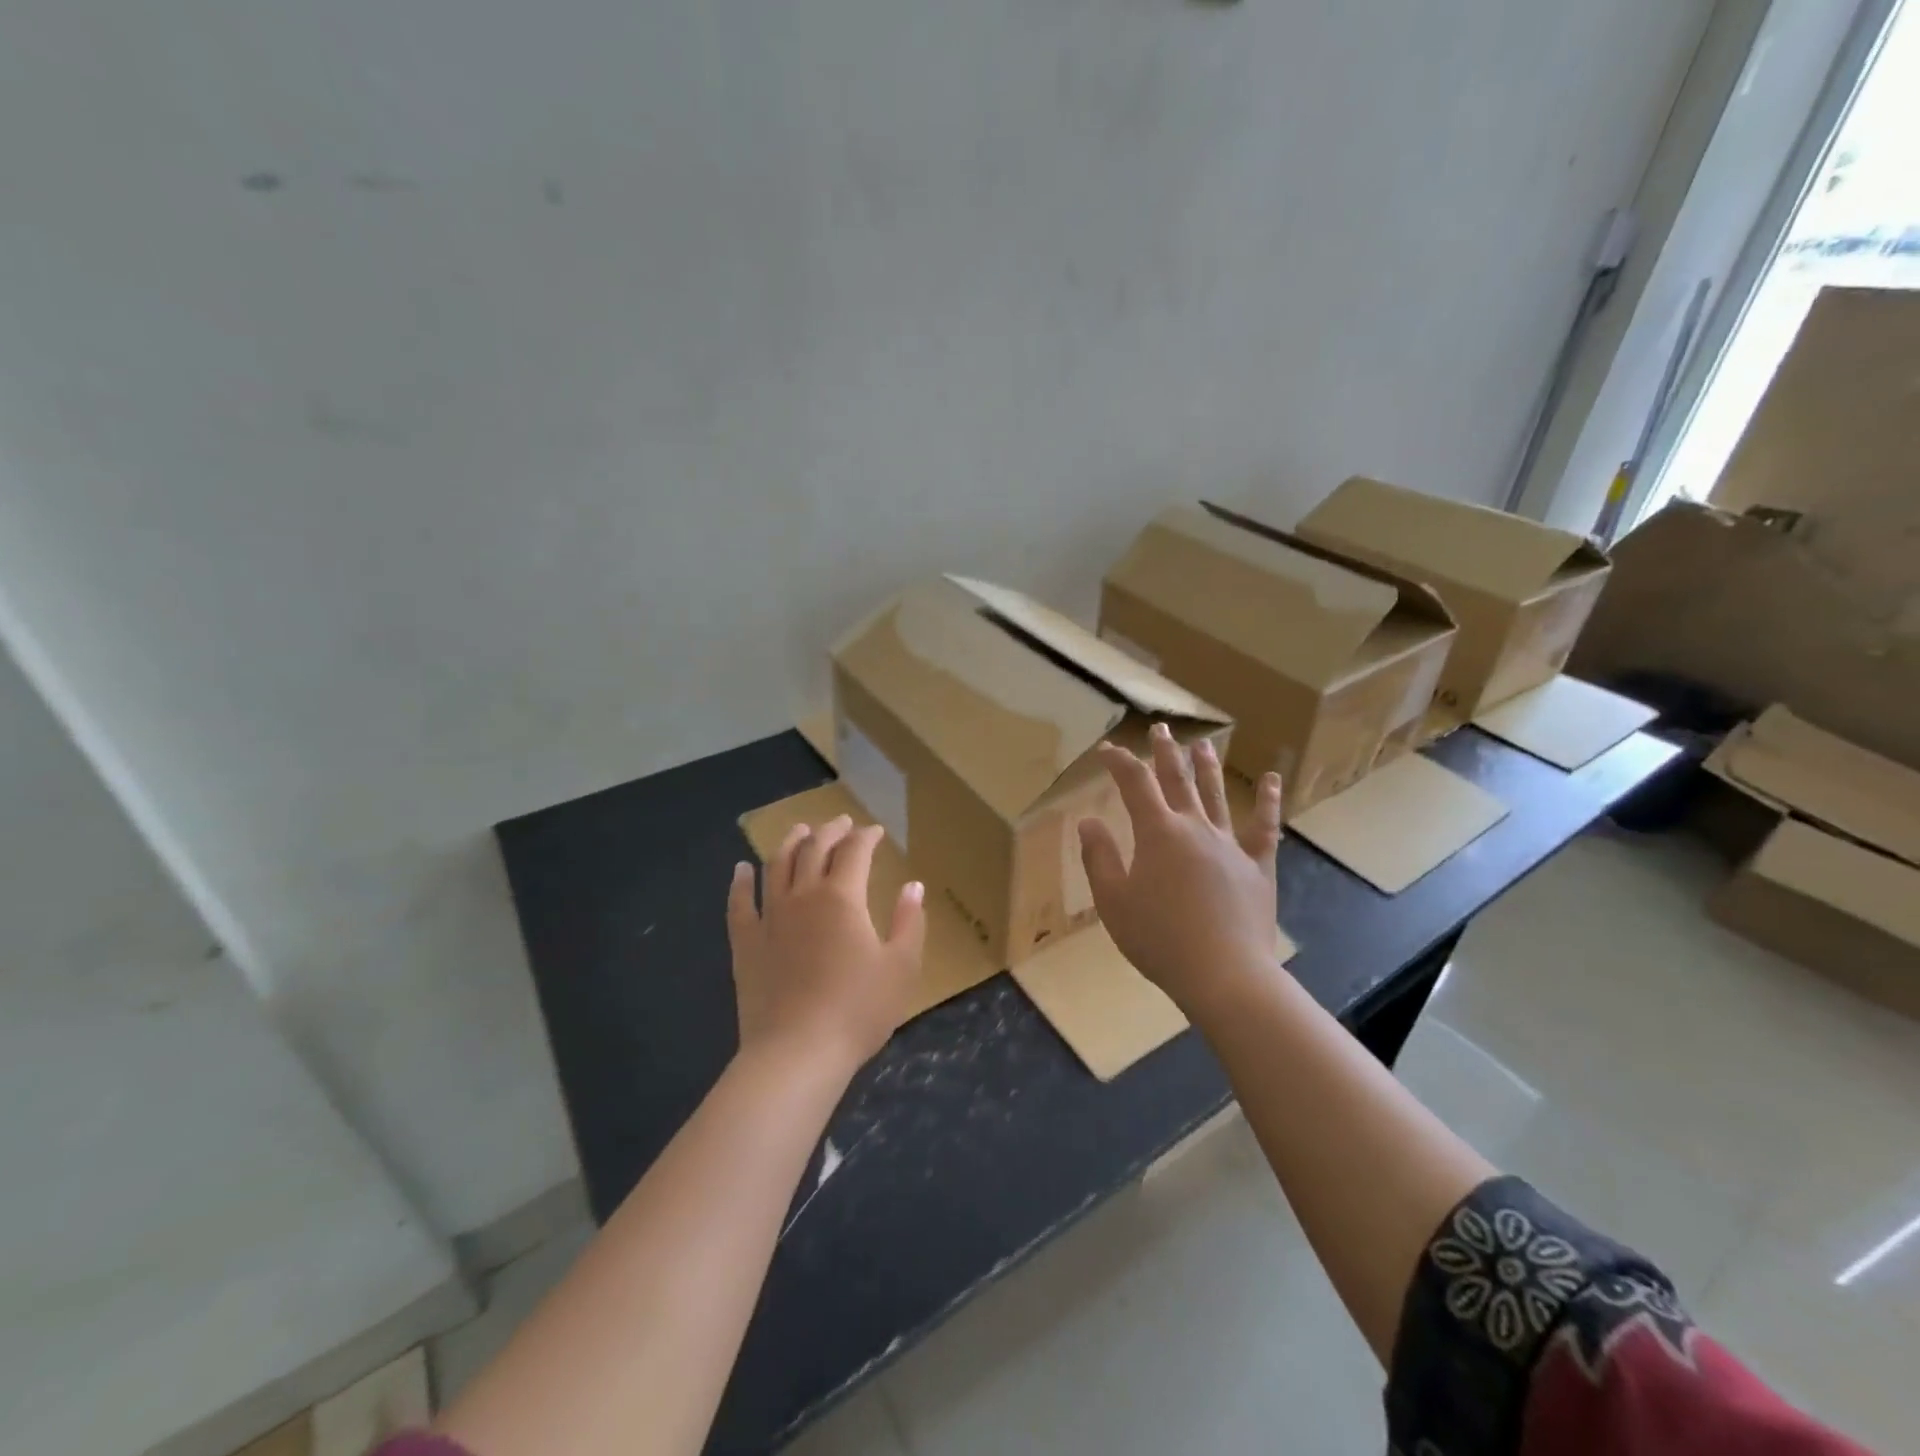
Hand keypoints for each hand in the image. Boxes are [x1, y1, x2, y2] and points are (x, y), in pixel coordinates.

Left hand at [727, 815, 926, 1074]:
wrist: (797, 1053)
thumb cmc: (858, 1010)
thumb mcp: (901, 967)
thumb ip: (909, 922)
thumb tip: (913, 885)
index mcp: (843, 898)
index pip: (855, 851)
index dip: (866, 836)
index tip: (876, 831)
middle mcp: (803, 896)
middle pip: (814, 849)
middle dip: (830, 831)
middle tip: (841, 823)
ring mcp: (770, 917)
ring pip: (777, 866)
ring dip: (790, 843)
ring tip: (799, 831)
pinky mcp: (746, 943)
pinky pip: (740, 904)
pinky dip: (741, 882)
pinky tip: (741, 870)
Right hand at [1078, 725, 1284, 1018]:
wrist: (1224, 974)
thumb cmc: (1159, 938)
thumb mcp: (1113, 901)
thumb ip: (1099, 857)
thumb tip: (1089, 821)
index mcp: (1158, 833)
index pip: (1134, 784)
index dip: (1120, 762)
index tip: (1107, 750)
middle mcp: (1195, 828)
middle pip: (1177, 780)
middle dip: (1165, 753)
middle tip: (1160, 729)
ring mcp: (1230, 845)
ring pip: (1216, 796)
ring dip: (1207, 767)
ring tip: (1203, 743)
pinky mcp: (1257, 867)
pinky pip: (1264, 828)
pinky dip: (1268, 802)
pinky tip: (1273, 780)